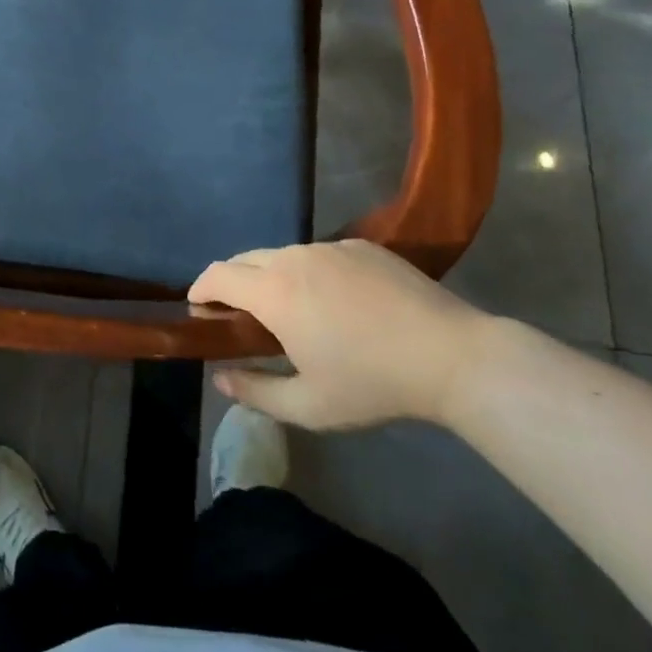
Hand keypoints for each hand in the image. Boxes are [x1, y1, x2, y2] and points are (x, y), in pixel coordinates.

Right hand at [189, 240, 494, 429]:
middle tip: (239, 317)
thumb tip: (220, 377)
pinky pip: (320, 254)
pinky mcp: (362, 245)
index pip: (218, 274)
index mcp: (274, 291)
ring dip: (271, 277)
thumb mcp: (309, 406)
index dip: (200, 289)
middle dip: (232, 282)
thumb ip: (255, 391)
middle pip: (245, 259)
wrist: (452, 356)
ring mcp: (331, 246)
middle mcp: (294, 257)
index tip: (199, 310)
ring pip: (283, 255)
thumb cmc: (373, 384)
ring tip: (290, 311)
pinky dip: (309, 273)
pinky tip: (336, 304)